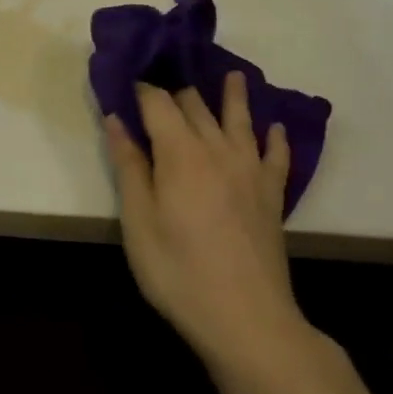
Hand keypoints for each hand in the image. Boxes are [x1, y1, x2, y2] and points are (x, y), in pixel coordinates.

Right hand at [104, 74, 311, 375]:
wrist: (246, 319)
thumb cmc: (177, 270)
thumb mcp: (138, 220)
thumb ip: (128, 165)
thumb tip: (116, 119)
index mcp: (179, 152)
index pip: (157, 102)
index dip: (140, 87)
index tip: (125, 78)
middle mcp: (217, 150)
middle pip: (195, 105)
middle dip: (176, 88)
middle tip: (163, 75)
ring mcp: (249, 171)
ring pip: (239, 120)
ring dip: (233, 95)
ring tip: (231, 74)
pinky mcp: (271, 195)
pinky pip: (276, 155)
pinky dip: (274, 136)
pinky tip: (273, 127)